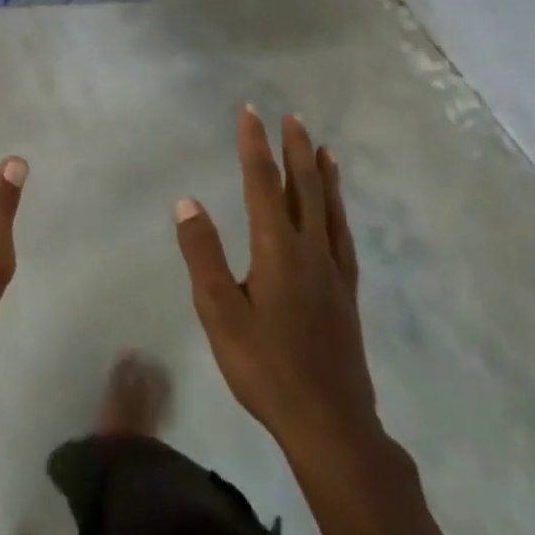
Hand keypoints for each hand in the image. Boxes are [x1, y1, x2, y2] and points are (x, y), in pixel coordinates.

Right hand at [174, 108, 380, 486]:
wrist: (330, 423)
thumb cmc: (265, 367)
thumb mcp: (219, 311)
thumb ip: (203, 254)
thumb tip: (188, 201)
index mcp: (277, 249)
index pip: (262, 183)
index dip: (255, 145)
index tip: (250, 112)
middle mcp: (310, 250)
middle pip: (303, 187)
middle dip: (294, 148)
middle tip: (291, 116)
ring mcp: (334, 272)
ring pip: (329, 209)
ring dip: (323, 173)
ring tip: (322, 147)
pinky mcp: (347, 294)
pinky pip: (343, 236)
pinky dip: (339, 210)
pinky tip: (336, 212)